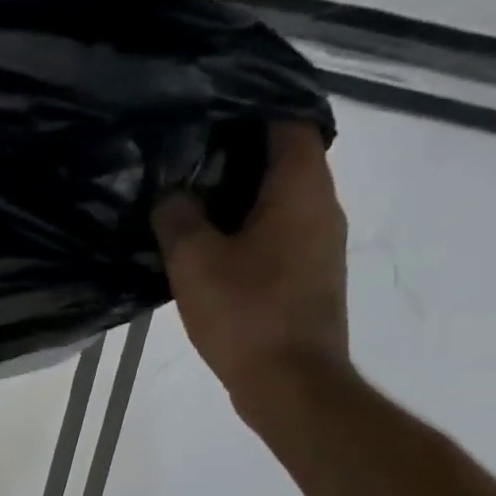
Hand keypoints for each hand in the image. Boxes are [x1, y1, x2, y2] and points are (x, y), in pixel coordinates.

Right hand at [152, 120, 349, 416]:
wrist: (290, 384)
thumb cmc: (245, 313)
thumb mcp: (194, 260)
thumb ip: (177, 215)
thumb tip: (172, 192)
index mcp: (302, 191)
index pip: (289, 124)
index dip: (251, 112)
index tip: (208, 115)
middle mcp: (323, 208)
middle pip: (287, 160)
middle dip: (239, 154)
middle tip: (187, 156)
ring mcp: (321, 244)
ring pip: (282, 199)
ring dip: (242, 195)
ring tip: (190, 198)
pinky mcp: (310, 275)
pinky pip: (280, 232)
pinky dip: (249, 227)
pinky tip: (210, 245)